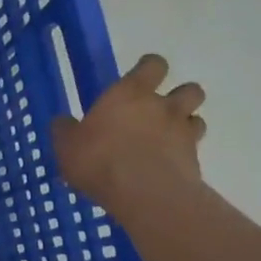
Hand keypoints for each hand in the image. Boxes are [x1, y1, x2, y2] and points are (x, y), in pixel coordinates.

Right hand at [50, 52, 206, 213]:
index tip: (141, 77)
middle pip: (190, 89)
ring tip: (166, 139)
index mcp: (130, 93)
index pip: (152, 65)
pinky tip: (166, 167)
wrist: (145, 194)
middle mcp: (162, 106)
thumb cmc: (99, 161)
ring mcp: (183, 132)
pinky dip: (184, 155)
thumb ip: (65, 131)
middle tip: (159, 111)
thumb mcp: (67, 146)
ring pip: (197, 118)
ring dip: (186, 124)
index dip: (149, 68)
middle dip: (180, 96)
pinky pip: (194, 150)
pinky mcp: (194, 160)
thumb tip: (63, 122)